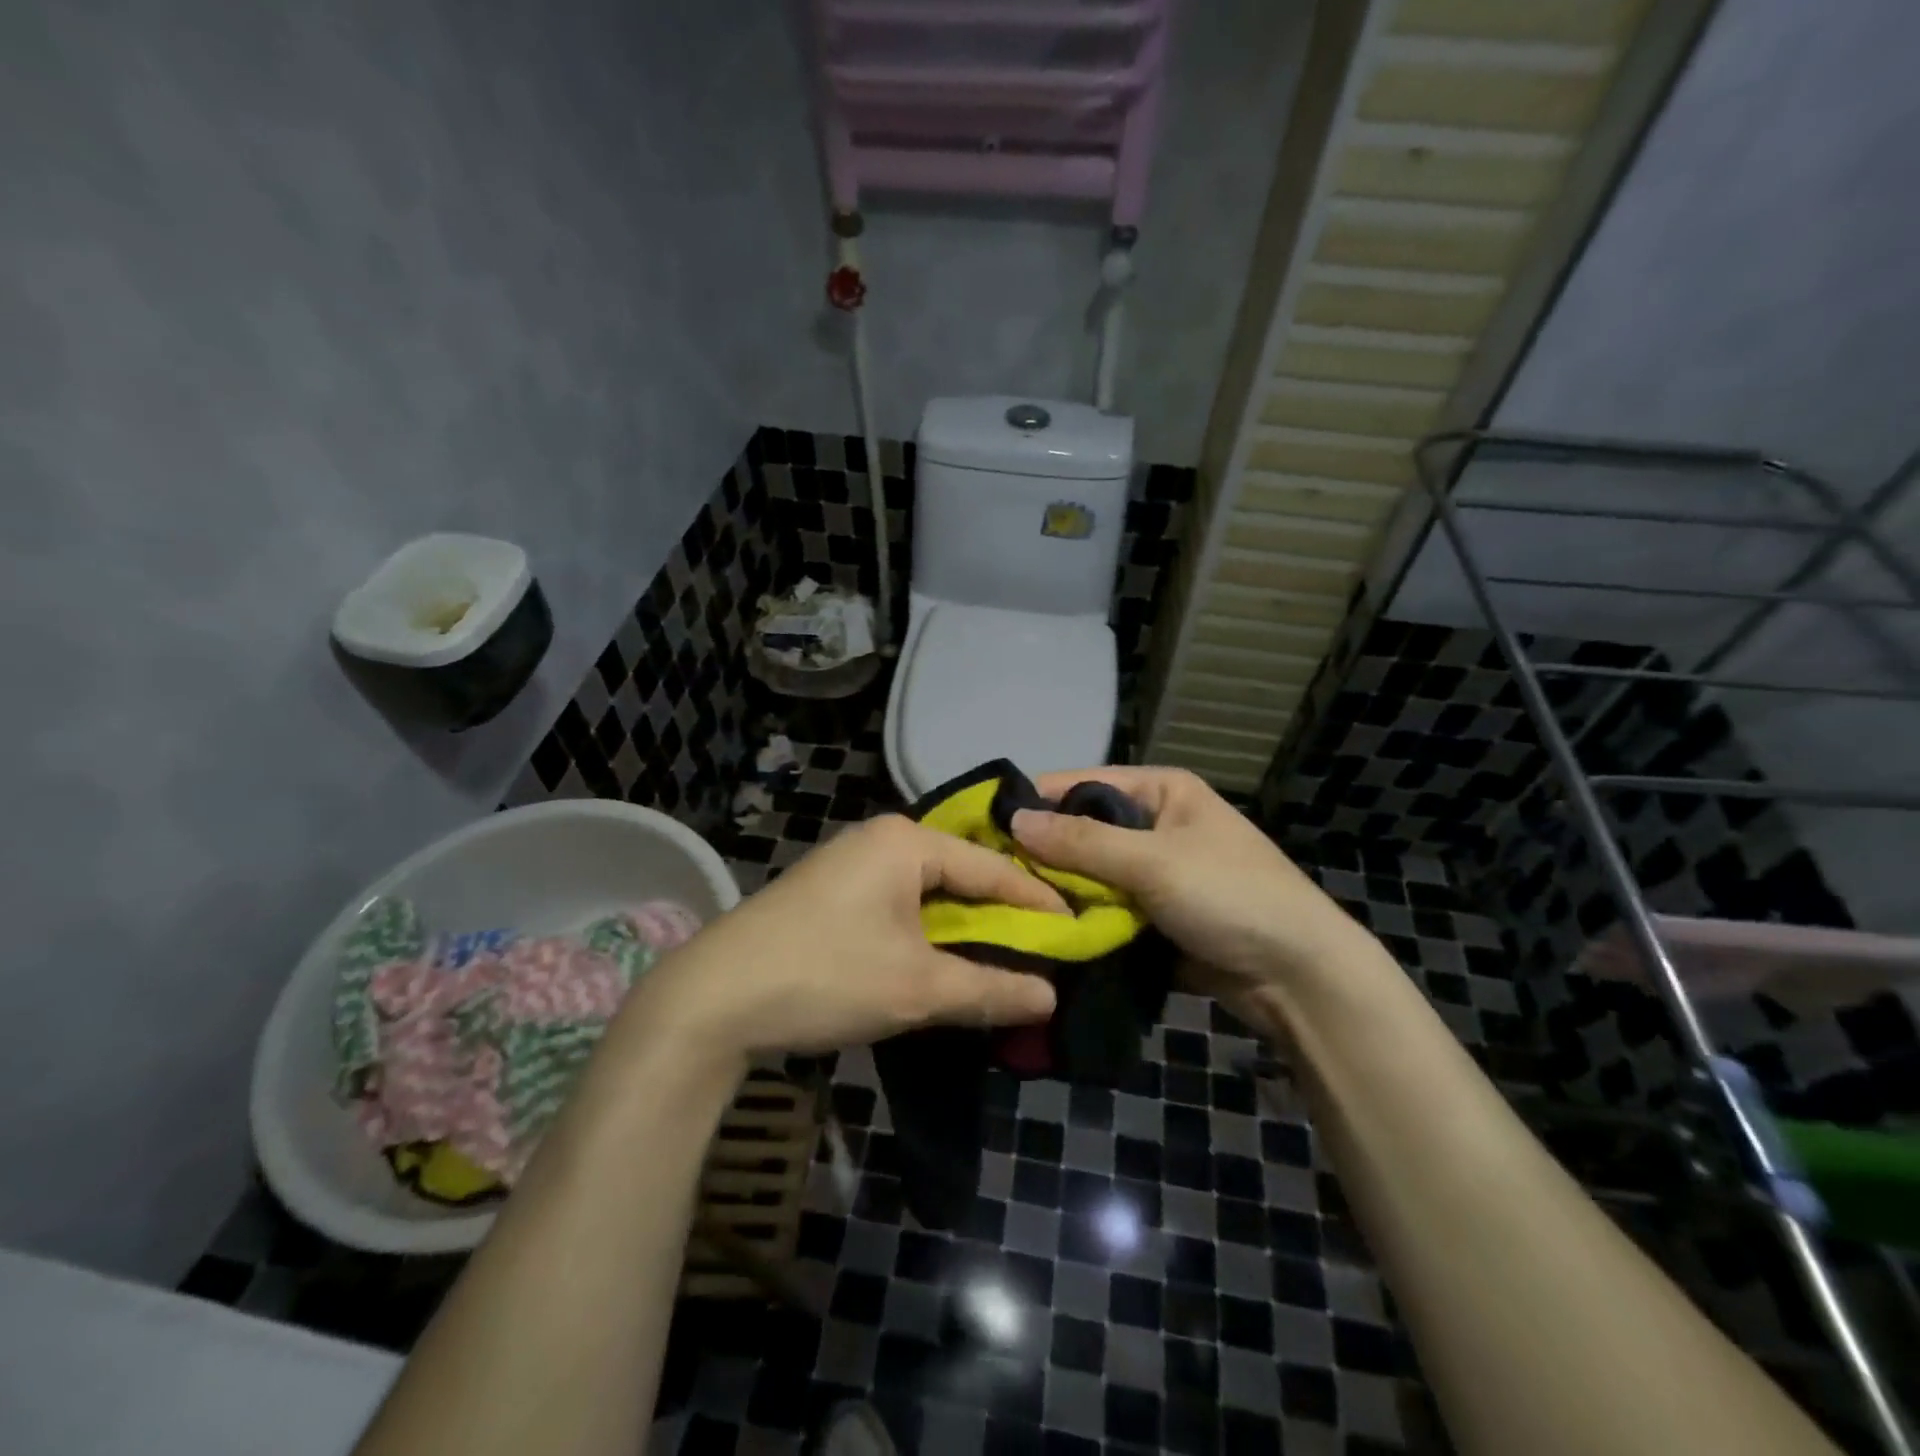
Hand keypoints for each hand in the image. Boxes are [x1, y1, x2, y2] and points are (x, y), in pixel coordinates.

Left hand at [624, 815, 1061, 1069]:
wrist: (712, 999)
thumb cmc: (825, 976)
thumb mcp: (917, 988)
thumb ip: (989, 989)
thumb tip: (1050, 998)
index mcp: (906, 841)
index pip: (993, 867)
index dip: (1038, 903)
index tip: (1077, 933)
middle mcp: (881, 840)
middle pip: (961, 876)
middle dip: (1001, 918)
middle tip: (1046, 951)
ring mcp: (851, 864)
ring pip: (929, 894)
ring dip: (964, 930)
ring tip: (1005, 961)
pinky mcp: (831, 893)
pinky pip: (899, 906)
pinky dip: (928, 934)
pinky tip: (945, 960)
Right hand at [1011, 766, 1376, 1013]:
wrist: (1299, 977)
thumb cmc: (1232, 896)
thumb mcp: (1154, 862)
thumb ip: (1081, 842)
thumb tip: (1013, 820)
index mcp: (1160, 790)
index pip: (1081, 784)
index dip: (1035, 804)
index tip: (983, 829)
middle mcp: (1154, 823)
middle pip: (1082, 831)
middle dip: (1044, 855)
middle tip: (988, 878)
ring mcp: (1153, 872)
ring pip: (1088, 874)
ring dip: (1059, 892)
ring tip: (1005, 908)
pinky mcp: (1152, 915)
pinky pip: (1103, 908)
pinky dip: (1079, 919)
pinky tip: (1041, 932)